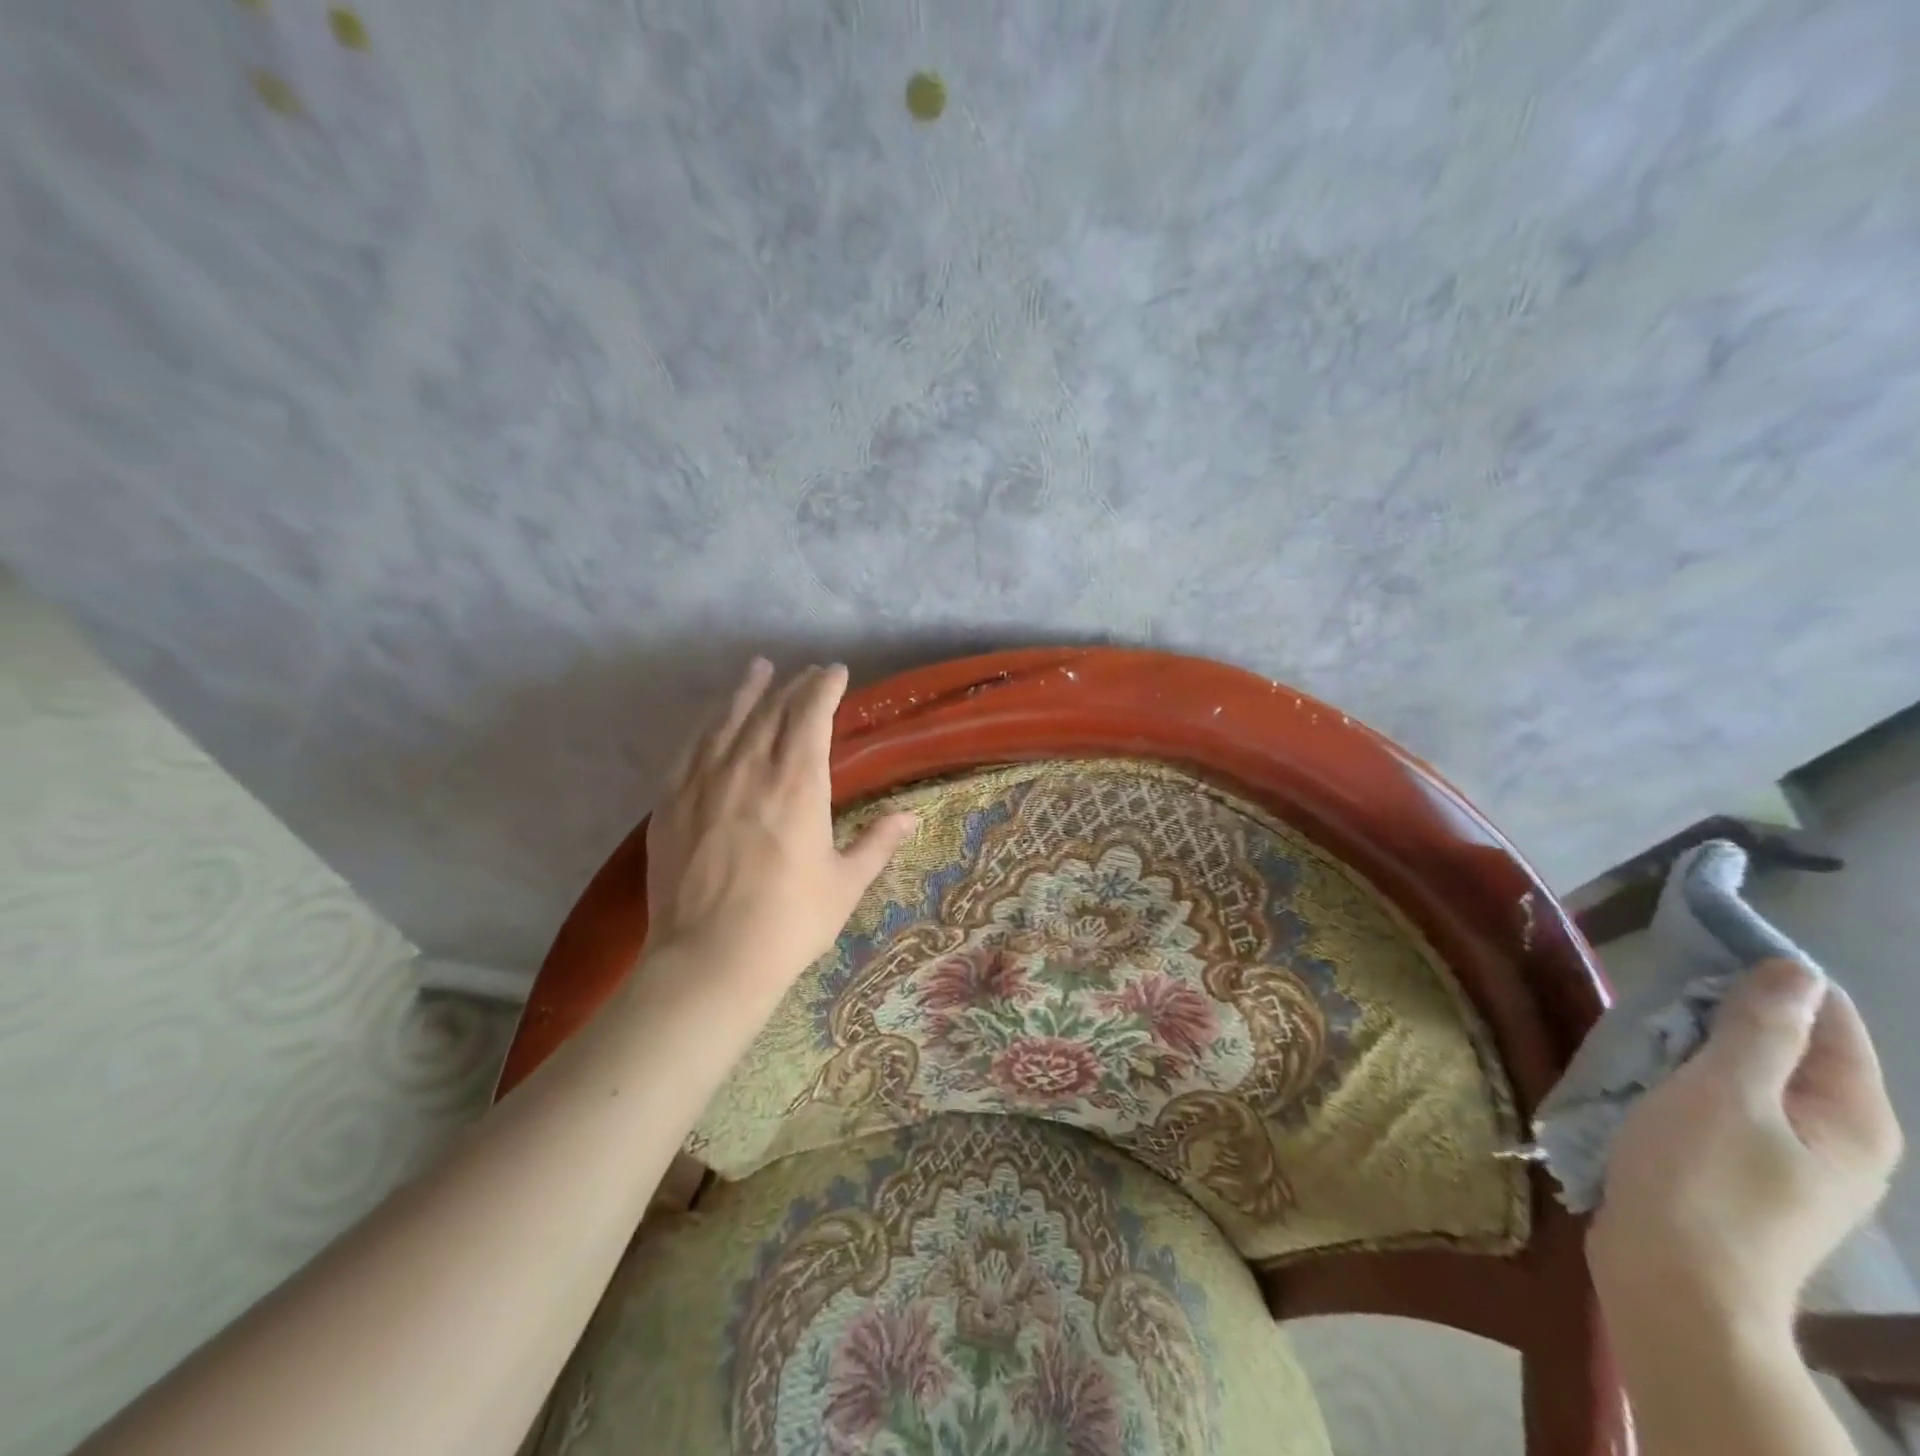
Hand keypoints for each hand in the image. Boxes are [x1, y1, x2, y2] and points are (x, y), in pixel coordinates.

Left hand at [640, 659, 916, 1008]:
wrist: (710, 959)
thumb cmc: (789, 922)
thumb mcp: (845, 883)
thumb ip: (878, 843)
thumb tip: (911, 817)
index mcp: (797, 783)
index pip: (811, 714)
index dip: (824, 687)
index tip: (835, 672)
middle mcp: (749, 768)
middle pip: (771, 709)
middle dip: (792, 686)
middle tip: (806, 673)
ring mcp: (704, 781)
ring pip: (727, 719)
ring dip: (746, 691)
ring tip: (758, 669)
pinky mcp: (671, 801)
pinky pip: (690, 747)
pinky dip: (707, 724)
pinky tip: (713, 718)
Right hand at [1589, 959, 1902, 1335]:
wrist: (1674, 1282)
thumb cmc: (1698, 1179)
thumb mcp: (1722, 1092)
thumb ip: (1761, 1030)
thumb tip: (1791, 968)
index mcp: (1851, 1115)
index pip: (1828, 1016)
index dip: (1766, 975)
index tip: (1695, 948)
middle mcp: (1841, 1136)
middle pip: (1791, 1044)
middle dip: (1724, 1010)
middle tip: (1655, 994)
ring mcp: (1796, 1159)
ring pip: (1753, 1072)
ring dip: (1700, 1044)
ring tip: (1643, 1029)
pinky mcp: (1750, 1172)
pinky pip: (1729, 1102)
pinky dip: (1691, 1077)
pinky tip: (1648, 1075)